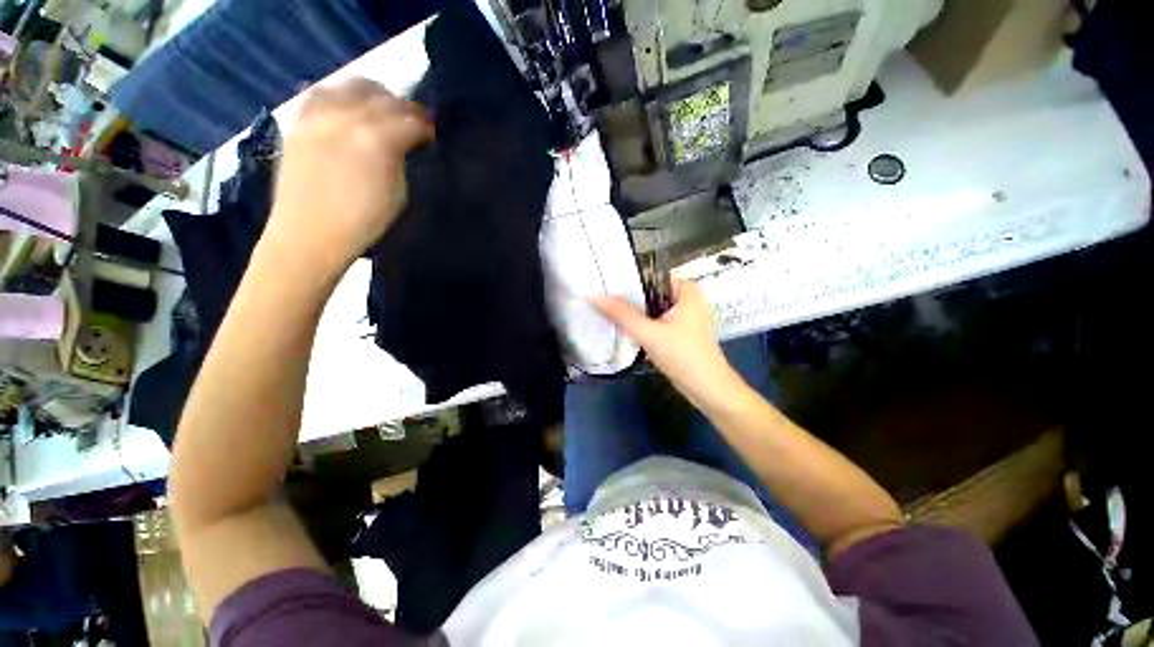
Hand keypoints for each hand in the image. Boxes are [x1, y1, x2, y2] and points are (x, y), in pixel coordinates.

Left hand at [263, 78, 433, 276]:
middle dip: (405, 108)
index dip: (427, 127)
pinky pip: (323, 91)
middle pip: (384, 97)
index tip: (433, 136)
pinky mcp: (299, 120)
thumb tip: (408, 143)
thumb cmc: (363, 223)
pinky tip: (350, 109)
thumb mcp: (399, 195)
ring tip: (383, 112)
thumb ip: (403, 160)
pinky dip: (343, 95)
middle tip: (414, 124)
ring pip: (353, 84)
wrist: (309, 235)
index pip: (411, 120)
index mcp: (377, 140)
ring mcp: (319, 115)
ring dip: (375, 95)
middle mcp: (347, 117)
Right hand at [590, 279, 740, 408]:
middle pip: (648, 292)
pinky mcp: (676, 330)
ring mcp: (681, 315)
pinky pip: (652, 320)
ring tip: (602, 310)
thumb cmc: (683, 355)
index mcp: (685, 288)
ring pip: (649, 307)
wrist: (707, 389)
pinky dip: (638, 323)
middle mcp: (685, 297)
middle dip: (625, 297)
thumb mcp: (649, 333)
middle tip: (597, 298)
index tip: (601, 283)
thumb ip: (621, 313)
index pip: (649, 275)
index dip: (625, 279)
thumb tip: (593, 296)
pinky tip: (619, 325)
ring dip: (630, 312)